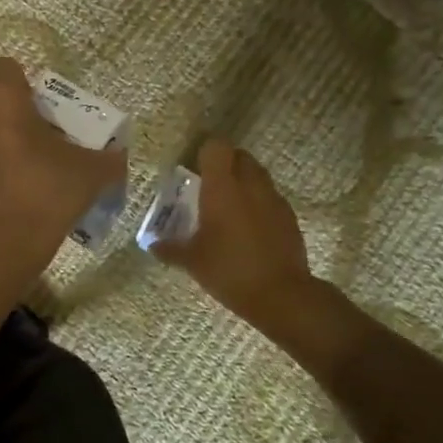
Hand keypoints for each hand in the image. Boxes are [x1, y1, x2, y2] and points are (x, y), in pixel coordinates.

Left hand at [0, 58, 126, 268]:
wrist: (0, 248)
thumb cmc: (45, 193)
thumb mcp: (91, 173)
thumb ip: (107, 159)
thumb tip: (118, 158)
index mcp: (1, 102)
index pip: (7, 68)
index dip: (26, 84)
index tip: (44, 108)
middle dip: (15, 122)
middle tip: (43, 147)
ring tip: (25, 179)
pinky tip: (7, 204)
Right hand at [155, 139, 316, 329]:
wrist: (280, 295)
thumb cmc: (229, 270)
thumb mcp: (193, 261)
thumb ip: (170, 248)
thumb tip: (153, 245)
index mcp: (222, 187)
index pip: (216, 147)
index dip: (205, 151)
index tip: (195, 166)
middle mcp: (250, 184)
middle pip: (240, 155)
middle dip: (226, 164)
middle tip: (210, 185)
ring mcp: (273, 199)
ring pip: (258, 175)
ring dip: (244, 181)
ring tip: (229, 206)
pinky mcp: (289, 216)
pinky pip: (271, 197)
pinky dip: (259, 202)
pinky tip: (249, 227)